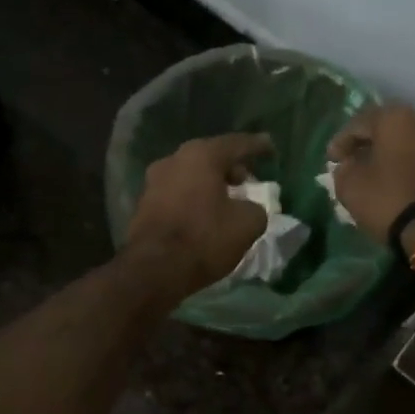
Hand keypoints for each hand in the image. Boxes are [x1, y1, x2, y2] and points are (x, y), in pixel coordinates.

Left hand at [124, 133, 274, 298]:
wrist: (152, 269)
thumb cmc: (204, 238)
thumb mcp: (247, 224)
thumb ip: (256, 208)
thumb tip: (248, 208)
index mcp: (201, 155)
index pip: (236, 144)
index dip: (257, 146)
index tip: (270, 146)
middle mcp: (174, 160)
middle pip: (210, 157)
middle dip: (231, 166)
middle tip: (248, 178)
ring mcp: (154, 181)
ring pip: (191, 174)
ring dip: (211, 183)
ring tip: (228, 199)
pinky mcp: (144, 204)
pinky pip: (178, 192)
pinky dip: (195, 197)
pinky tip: (205, 213)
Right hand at [326, 104, 414, 248]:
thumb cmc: (389, 200)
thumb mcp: (350, 187)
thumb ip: (344, 169)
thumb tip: (350, 165)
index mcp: (396, 118)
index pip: (360, 123)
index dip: (342, 141)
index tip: (332, 160)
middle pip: (391, 129)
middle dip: (373, 145)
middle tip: (358, 163)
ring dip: (399, 155)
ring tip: (386, 175)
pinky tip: (409, 183)